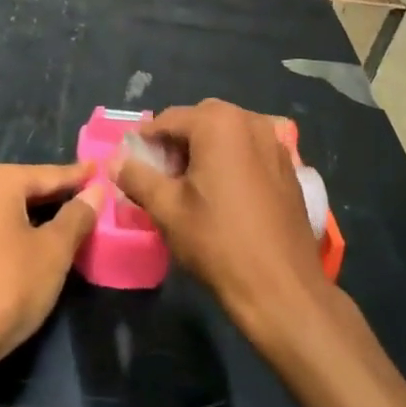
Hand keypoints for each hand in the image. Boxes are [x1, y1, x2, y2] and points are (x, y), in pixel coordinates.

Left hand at [0, 162, 104, 371]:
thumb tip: (95, 190)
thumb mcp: (54, 250)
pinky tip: (36, 241)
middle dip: (59, 195)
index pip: (50, 174)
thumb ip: (77, 215)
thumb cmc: (9, 286)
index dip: (79, 176)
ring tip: (70, 219)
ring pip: (11, 207)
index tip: (101, 170)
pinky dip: (19, 228)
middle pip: (28, 187)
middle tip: (91, 197)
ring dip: (39, 214)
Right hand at [115, 100, 328, 341]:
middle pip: (200, 120)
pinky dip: (231, 161)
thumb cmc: (218, 242)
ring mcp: (275, 142)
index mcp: (218, 123)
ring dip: (204, 150)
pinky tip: (223, 195)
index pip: (168, 119)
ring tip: (190, 187)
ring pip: (227, 134)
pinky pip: (249, 150)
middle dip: (177, 143)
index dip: (145, 140)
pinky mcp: (289, 166)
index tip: (132, 165)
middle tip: (161, 176)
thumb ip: (137, 177)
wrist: (282, 288)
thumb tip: (116, 161)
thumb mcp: (167, 208)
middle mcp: (250, 121)